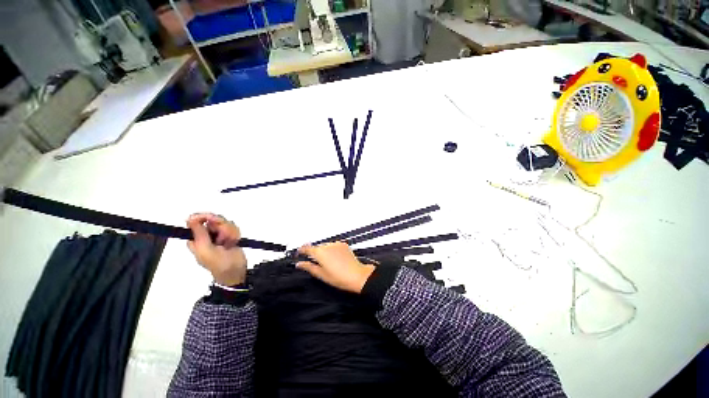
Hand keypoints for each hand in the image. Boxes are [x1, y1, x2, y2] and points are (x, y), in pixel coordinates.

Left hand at [187, 213, 246, 285]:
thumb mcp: (205, 249)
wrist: (236, 271)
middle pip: (214, 219)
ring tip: (229, 244)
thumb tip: (190, 217)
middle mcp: (207, 234)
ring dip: (230, 233)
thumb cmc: (219, 264)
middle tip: (223, 239)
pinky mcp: (230, 235)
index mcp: (196, 238)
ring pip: (226, 223)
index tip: (215, 220)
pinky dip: (236, 235)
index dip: (206, 217)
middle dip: (222, 228)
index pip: (197, 219)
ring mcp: (219, 235)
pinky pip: (234, 228)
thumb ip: (199, 233)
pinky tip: (234, 243)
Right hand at [296, 242, 374, 293]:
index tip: (299, 253)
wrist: (356, 275)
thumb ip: (308, 267)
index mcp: (320, 253)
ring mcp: (336, 244)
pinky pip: (334, 245)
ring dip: (324, 251)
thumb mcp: (321, 274)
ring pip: (325, 246)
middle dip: (314, 253)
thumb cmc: (340, 277)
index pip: (306, 248)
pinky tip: (335, 259)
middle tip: (315, 263)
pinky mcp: (343, 245)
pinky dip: (332, 250)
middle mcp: (328, 246)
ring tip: (328, 263)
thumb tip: (299, 264)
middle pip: (316, 247)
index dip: (301, 250)